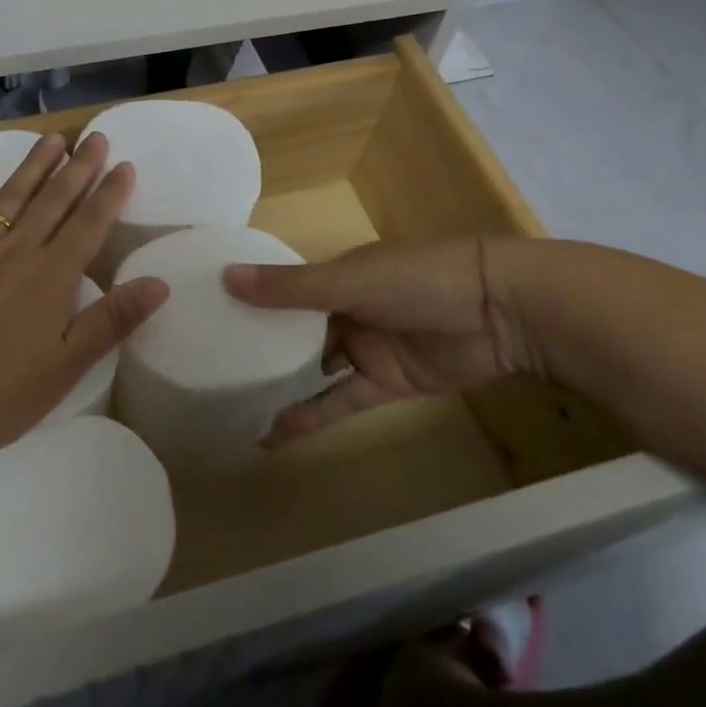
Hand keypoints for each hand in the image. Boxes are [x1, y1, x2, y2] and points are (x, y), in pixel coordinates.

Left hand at [0, 131, 168, 459]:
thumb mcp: (66, 366)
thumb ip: (112, 320)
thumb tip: (160, 282)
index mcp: (51, 277)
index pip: (89, 225)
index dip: (110, 194)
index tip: (125, 165)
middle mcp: (16, 251)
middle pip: (54, 200)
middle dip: (79, 167)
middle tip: (96, 137)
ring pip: (11, 196)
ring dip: (34, 165)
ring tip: (54, 139)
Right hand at [223, 238, 535, 443]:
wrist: (500, 310)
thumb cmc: (417, 280)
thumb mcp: (347, 281)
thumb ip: (289, 288)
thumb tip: (225, 278)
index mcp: (335, 276)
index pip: (282, 289)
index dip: (249, 301)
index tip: (205, 316)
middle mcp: (344, 309)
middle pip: (294, 331)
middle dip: (260, 347)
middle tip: (211, 368)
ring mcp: (366, 348)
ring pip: (314, 368)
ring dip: (282, 385)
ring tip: (235, 405)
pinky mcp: (387, 383)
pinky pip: (341, 400)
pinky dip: (313, 415)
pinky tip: (277, 430)